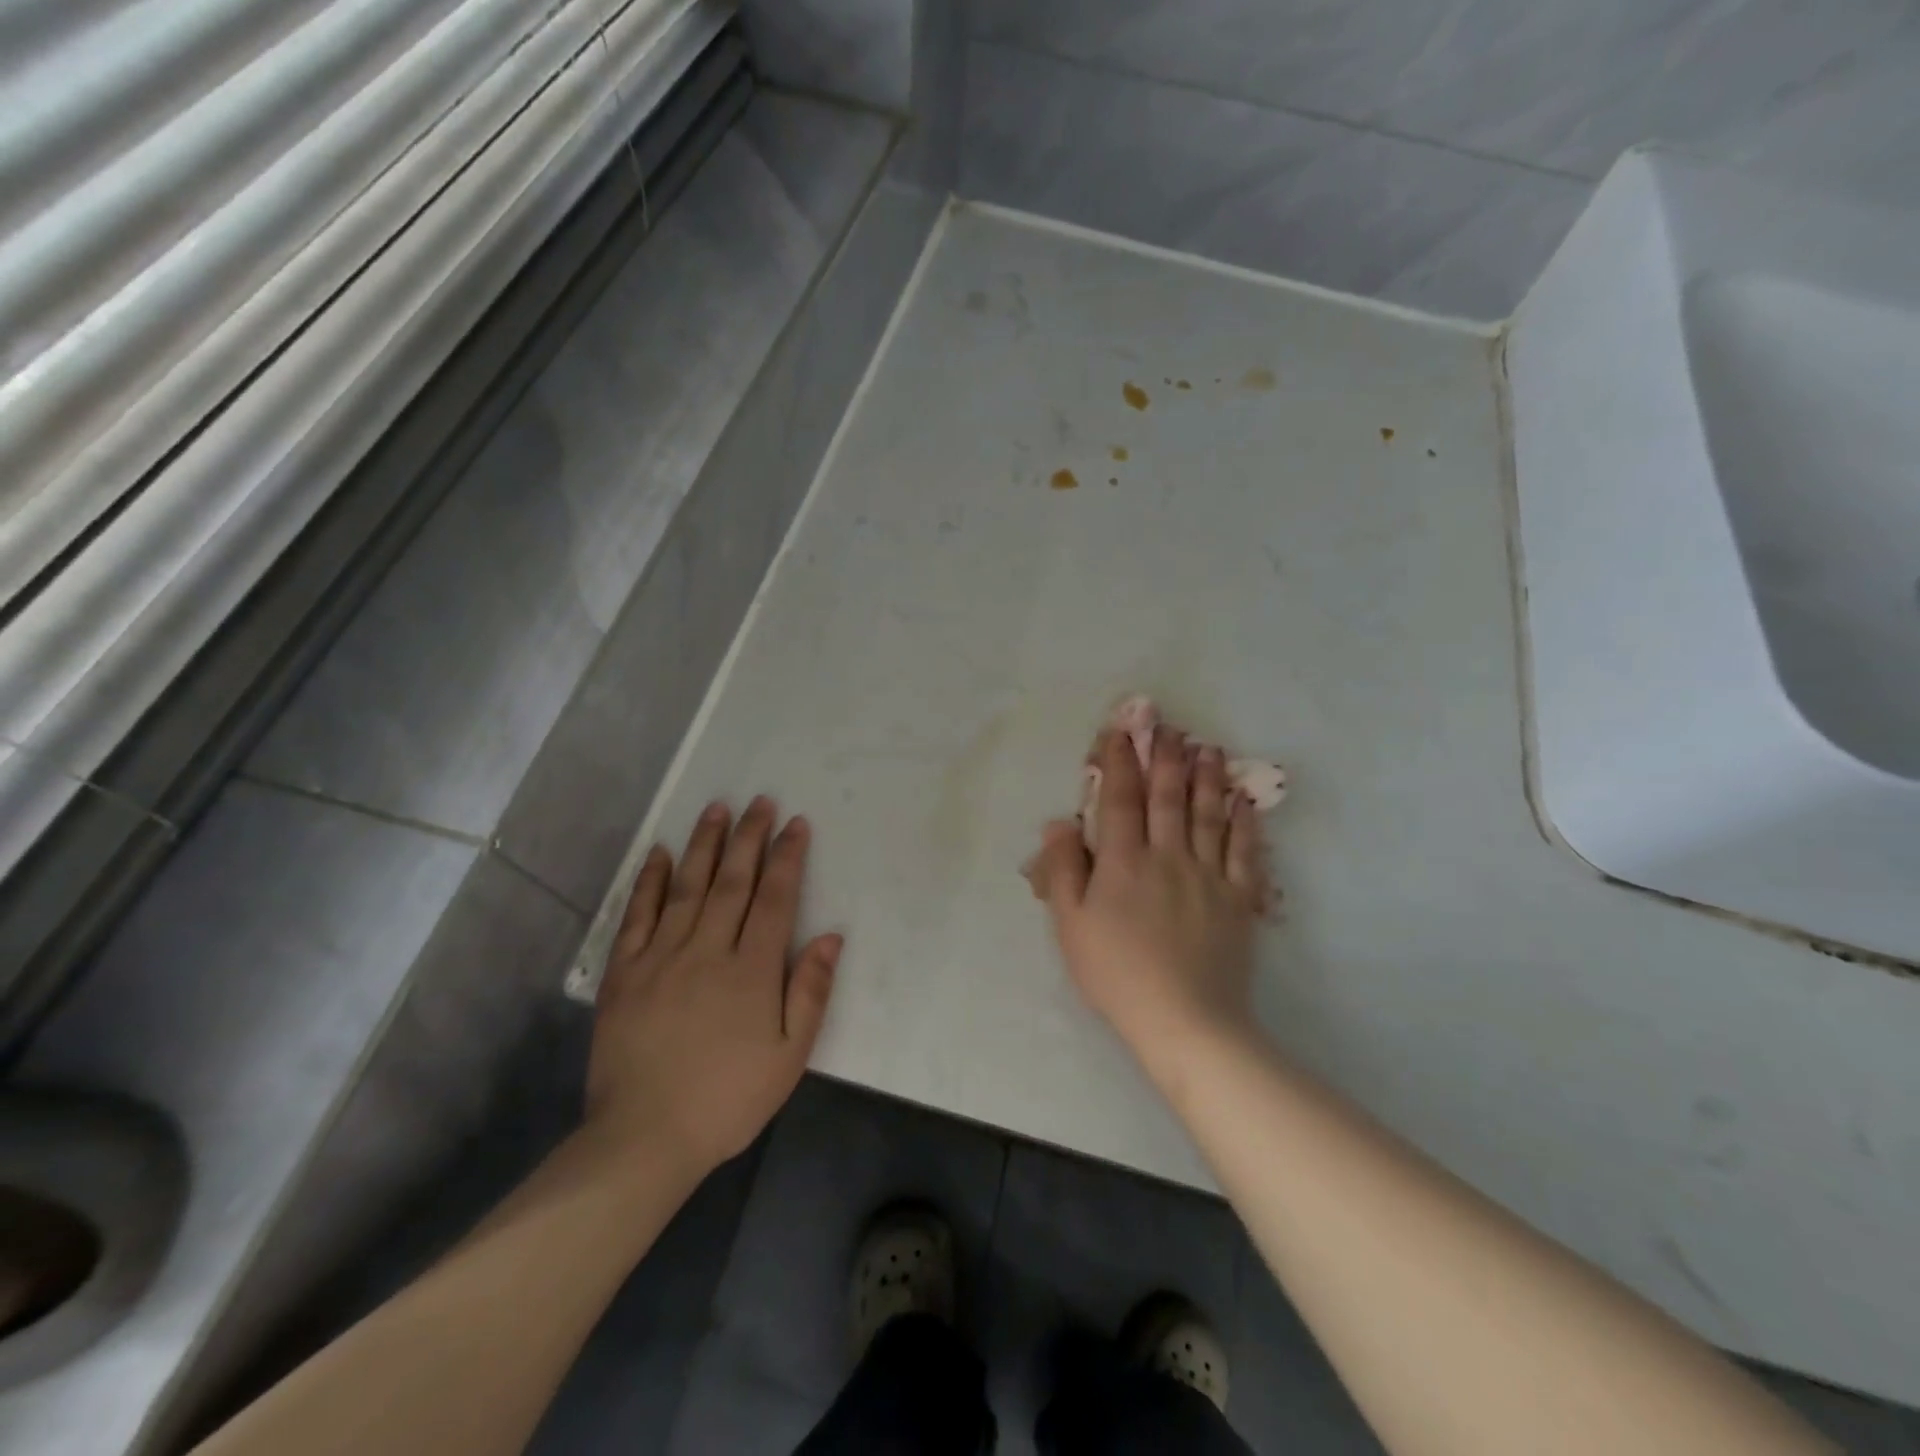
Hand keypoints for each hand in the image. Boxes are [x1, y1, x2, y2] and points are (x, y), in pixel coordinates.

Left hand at [586, 798, 840, 1177]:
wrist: (644, 1138)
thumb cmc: (728, 1098)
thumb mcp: (790, 1056)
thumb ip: (811, 991)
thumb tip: (831, 935)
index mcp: (751, 970)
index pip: (775, 898)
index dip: (787, 857)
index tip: (796, 824)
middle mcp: (707, 950)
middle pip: (733, 881)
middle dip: (749, 837)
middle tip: (760, 801)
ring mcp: (661, 957)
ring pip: (687, 887)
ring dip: (704, 844)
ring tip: (717, 809)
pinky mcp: (624, 972)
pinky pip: (637, 915)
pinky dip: (649, 881)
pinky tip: (659, 853)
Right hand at [1030, 728, 1269, 1071]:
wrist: (1185, 1019)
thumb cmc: (1117, 973)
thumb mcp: (1071, 925)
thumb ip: (1063, 870)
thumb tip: (1059, 822)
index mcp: (1123, 862)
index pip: (1120, 800)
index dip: (1119, 763)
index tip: (1120, 734)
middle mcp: (1167, 856)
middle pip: (1168, 797)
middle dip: (1167, 759)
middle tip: (1170, 729)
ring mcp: (1208, 875)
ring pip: (1208, 815)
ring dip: (1207, 779)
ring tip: (1209, 749)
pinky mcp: (1239, 898)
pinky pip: (1245, 851)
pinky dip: (1245, 823)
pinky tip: (1245, 802)